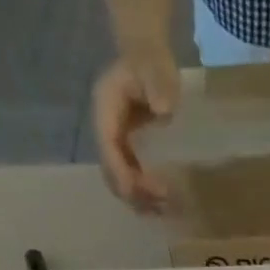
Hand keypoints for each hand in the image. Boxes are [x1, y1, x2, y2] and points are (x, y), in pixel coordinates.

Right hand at [91, 48, 180, 211]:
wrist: (148, 59)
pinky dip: (143, 193)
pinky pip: (130, 177)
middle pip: (110, 169)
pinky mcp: (126, 150)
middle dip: (133, 191)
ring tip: (164, 209)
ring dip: (138, 198)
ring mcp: (114, 142)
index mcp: (105, 109)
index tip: (141, 189)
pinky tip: (161, 203)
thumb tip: (163, 108)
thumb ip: (159, 85)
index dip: (121, 171)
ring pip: (119, 179)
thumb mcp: (156, 69)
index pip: (107, 147)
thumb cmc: (152, 64)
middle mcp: (105, 129)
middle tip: (162, 201)